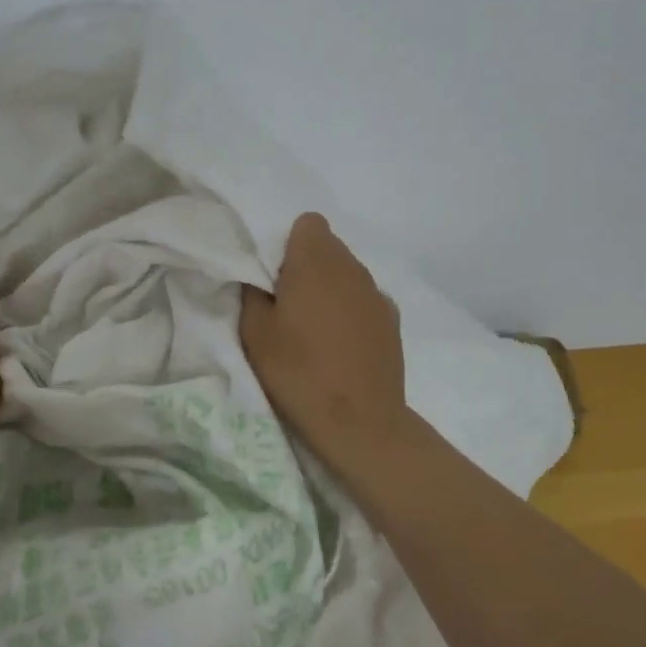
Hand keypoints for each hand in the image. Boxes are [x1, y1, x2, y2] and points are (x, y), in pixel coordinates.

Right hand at [239, 213, 409, 474]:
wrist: (360, 423)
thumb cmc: (298, 373)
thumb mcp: (254, 333)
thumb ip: (252, 293)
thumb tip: (260, 278)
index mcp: (316, 262)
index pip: (308, 223)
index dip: (289, 243)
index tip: (275, 276)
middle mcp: (352, 267)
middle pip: (328, 246)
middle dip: (307, 265)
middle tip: (287, 304)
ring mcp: (377, 293)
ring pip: (347, 273)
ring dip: (329, 287)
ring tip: (314, 328)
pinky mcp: (392, 320)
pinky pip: (364, 299)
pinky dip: (350, 310)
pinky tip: (341, 344)